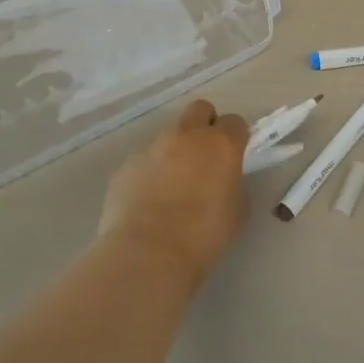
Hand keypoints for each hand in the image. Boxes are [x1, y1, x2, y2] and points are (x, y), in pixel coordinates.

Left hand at [95, 99, 248, 283]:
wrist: (148, 252)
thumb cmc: (204, 233)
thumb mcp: (238, 209)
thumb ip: (233, 182)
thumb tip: (222, 179)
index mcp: (220, 144)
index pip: (235, 122)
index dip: (236, 138)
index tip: (234, 157)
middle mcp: (186, 136)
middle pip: (199, 110)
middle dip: (205, 126)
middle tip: (206, 157)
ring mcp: (151, 148)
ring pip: (169, 137)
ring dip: (175, 152)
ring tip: (172, 189)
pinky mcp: (125, 166)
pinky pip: (144, 161)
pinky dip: (150, 173)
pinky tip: (148, 202)